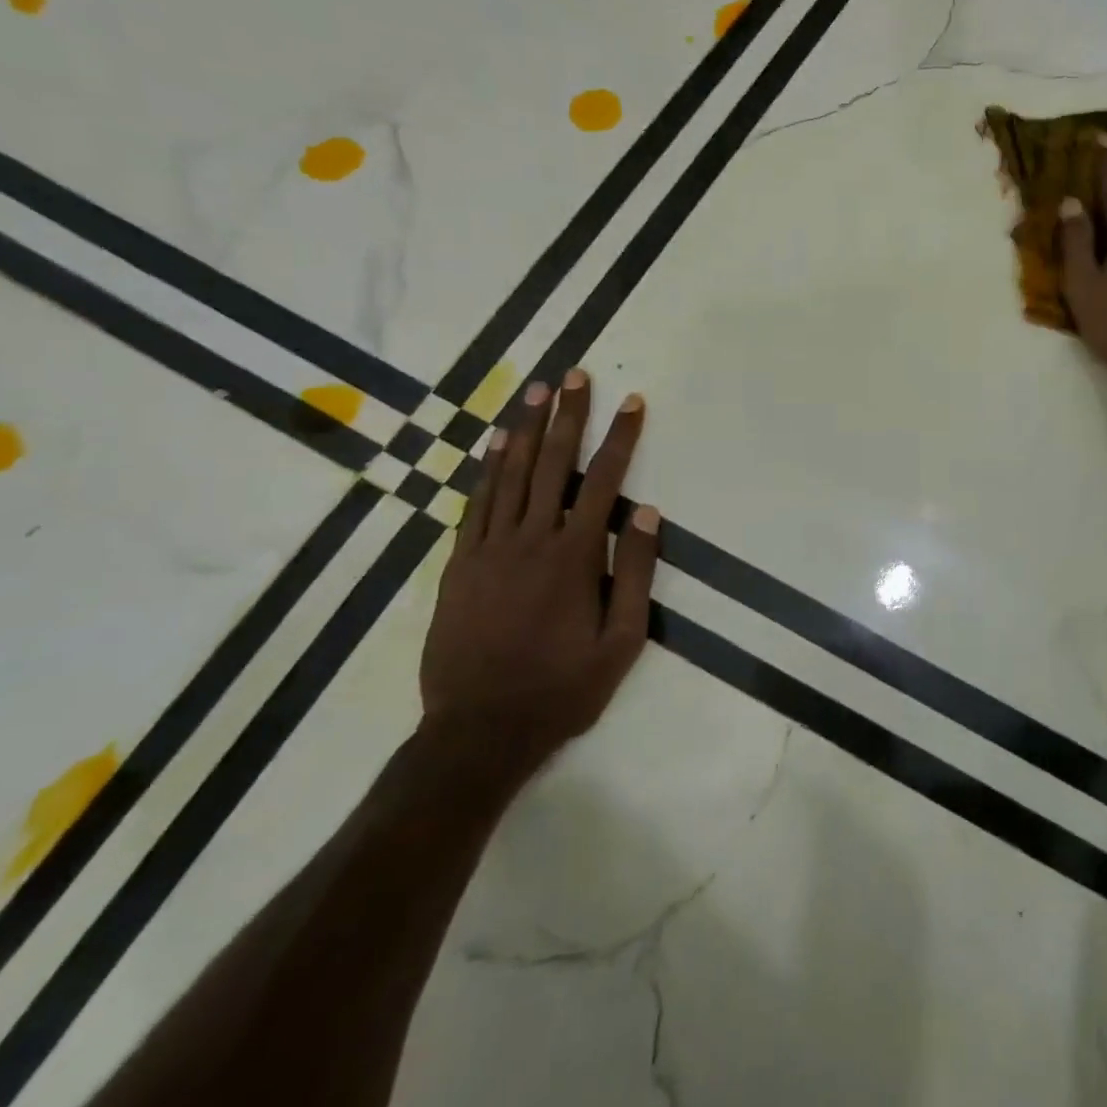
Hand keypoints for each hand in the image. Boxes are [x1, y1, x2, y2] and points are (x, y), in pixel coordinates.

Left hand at [420, 369, 658, 775]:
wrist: (479, 732)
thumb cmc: (562, 688)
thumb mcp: (621, 642)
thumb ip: (635, 572)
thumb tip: (646, 511)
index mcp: (574, 556)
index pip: (603, 480)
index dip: (620, 437)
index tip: (632, 401)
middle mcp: (530, 540)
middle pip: (552, 464)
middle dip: (566, 415)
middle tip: (573, 374)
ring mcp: (488, 549)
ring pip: (509, 475)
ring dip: (525, 429)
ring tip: (535, 390)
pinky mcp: (459, 565)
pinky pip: (475, 504)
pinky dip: (487, 469)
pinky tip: (496, 443)